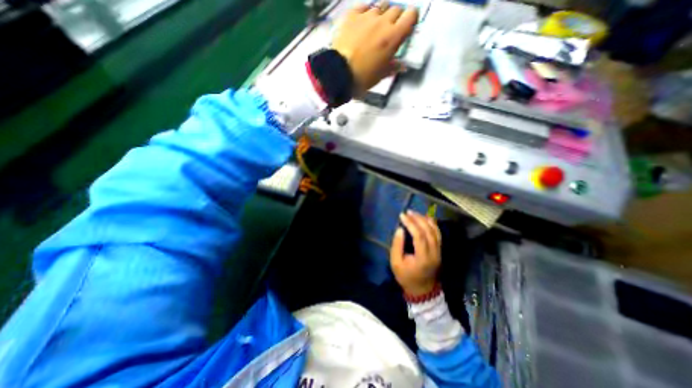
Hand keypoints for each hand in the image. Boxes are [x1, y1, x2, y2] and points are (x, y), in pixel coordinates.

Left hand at [332, 1, 418, 95]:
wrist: (340, 73)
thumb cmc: (363, 77)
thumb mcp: (381, 75)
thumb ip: (393, 67)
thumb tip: (402, 66)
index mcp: (393, 37)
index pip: (411, 15)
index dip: (411, 19)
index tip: (406, 27)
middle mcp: (382, 21)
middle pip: (396, 9)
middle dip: (396, 18)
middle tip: (389, 31)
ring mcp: (366, 16)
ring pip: (380, 6)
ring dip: (381, 15)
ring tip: (375, 27)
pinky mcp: (351, 15)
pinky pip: (363, 7)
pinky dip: (365, 12)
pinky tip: (362, 23)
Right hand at [388, 211, 442, 295]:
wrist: (422, 290)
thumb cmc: (406, 276)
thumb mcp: (395, 263)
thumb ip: (397, 245)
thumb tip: (400, 229)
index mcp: (423, 258)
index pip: (419, 236)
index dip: (411, 224)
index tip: (402, 215)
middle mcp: (434, 253)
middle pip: (428, 231)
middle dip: (418, 219)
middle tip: (408, 212)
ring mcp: (439, 252)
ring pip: (435, 231)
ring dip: (425, 220)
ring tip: (415, 213)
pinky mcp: (440, 250)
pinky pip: (438, 234)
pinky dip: (432, 224)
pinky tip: (426, 218)